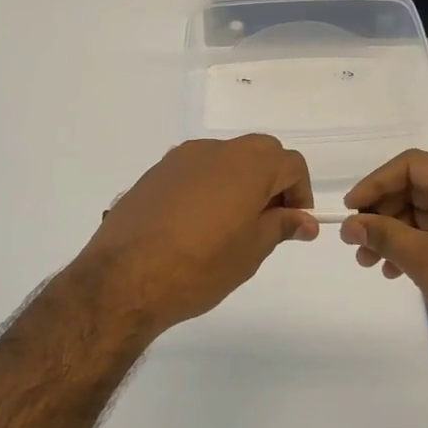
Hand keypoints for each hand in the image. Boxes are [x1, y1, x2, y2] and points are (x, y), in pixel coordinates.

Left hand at [69, 136, 317, 333]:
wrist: (124, 277)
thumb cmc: (200, 266)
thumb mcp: (251, 251)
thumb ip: (281, 226)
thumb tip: (304, 220)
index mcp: (248, 164)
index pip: (291, 164)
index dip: (300, 193)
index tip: (293, 224)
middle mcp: (216, 150)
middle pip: (259, 153)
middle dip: (272, 182)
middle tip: (266, 223)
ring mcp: (181, 158)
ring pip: (226, 159)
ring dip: (239, 182)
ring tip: (229, 226)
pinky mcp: (155, 172)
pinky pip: (196, 170)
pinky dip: (208, 187)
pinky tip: (195, 225)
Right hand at [339, 150, 427, 386]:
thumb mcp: (425, 259)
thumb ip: (384, 235)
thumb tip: (349, 224)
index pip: (411, 165)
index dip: (376, 183)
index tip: (350, 209)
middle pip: (415, 188)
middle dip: (381, 213)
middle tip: (354, 240)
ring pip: (422, 214)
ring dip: (392, 233)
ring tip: (366, 261)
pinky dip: (411, 247)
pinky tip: (392, 271)